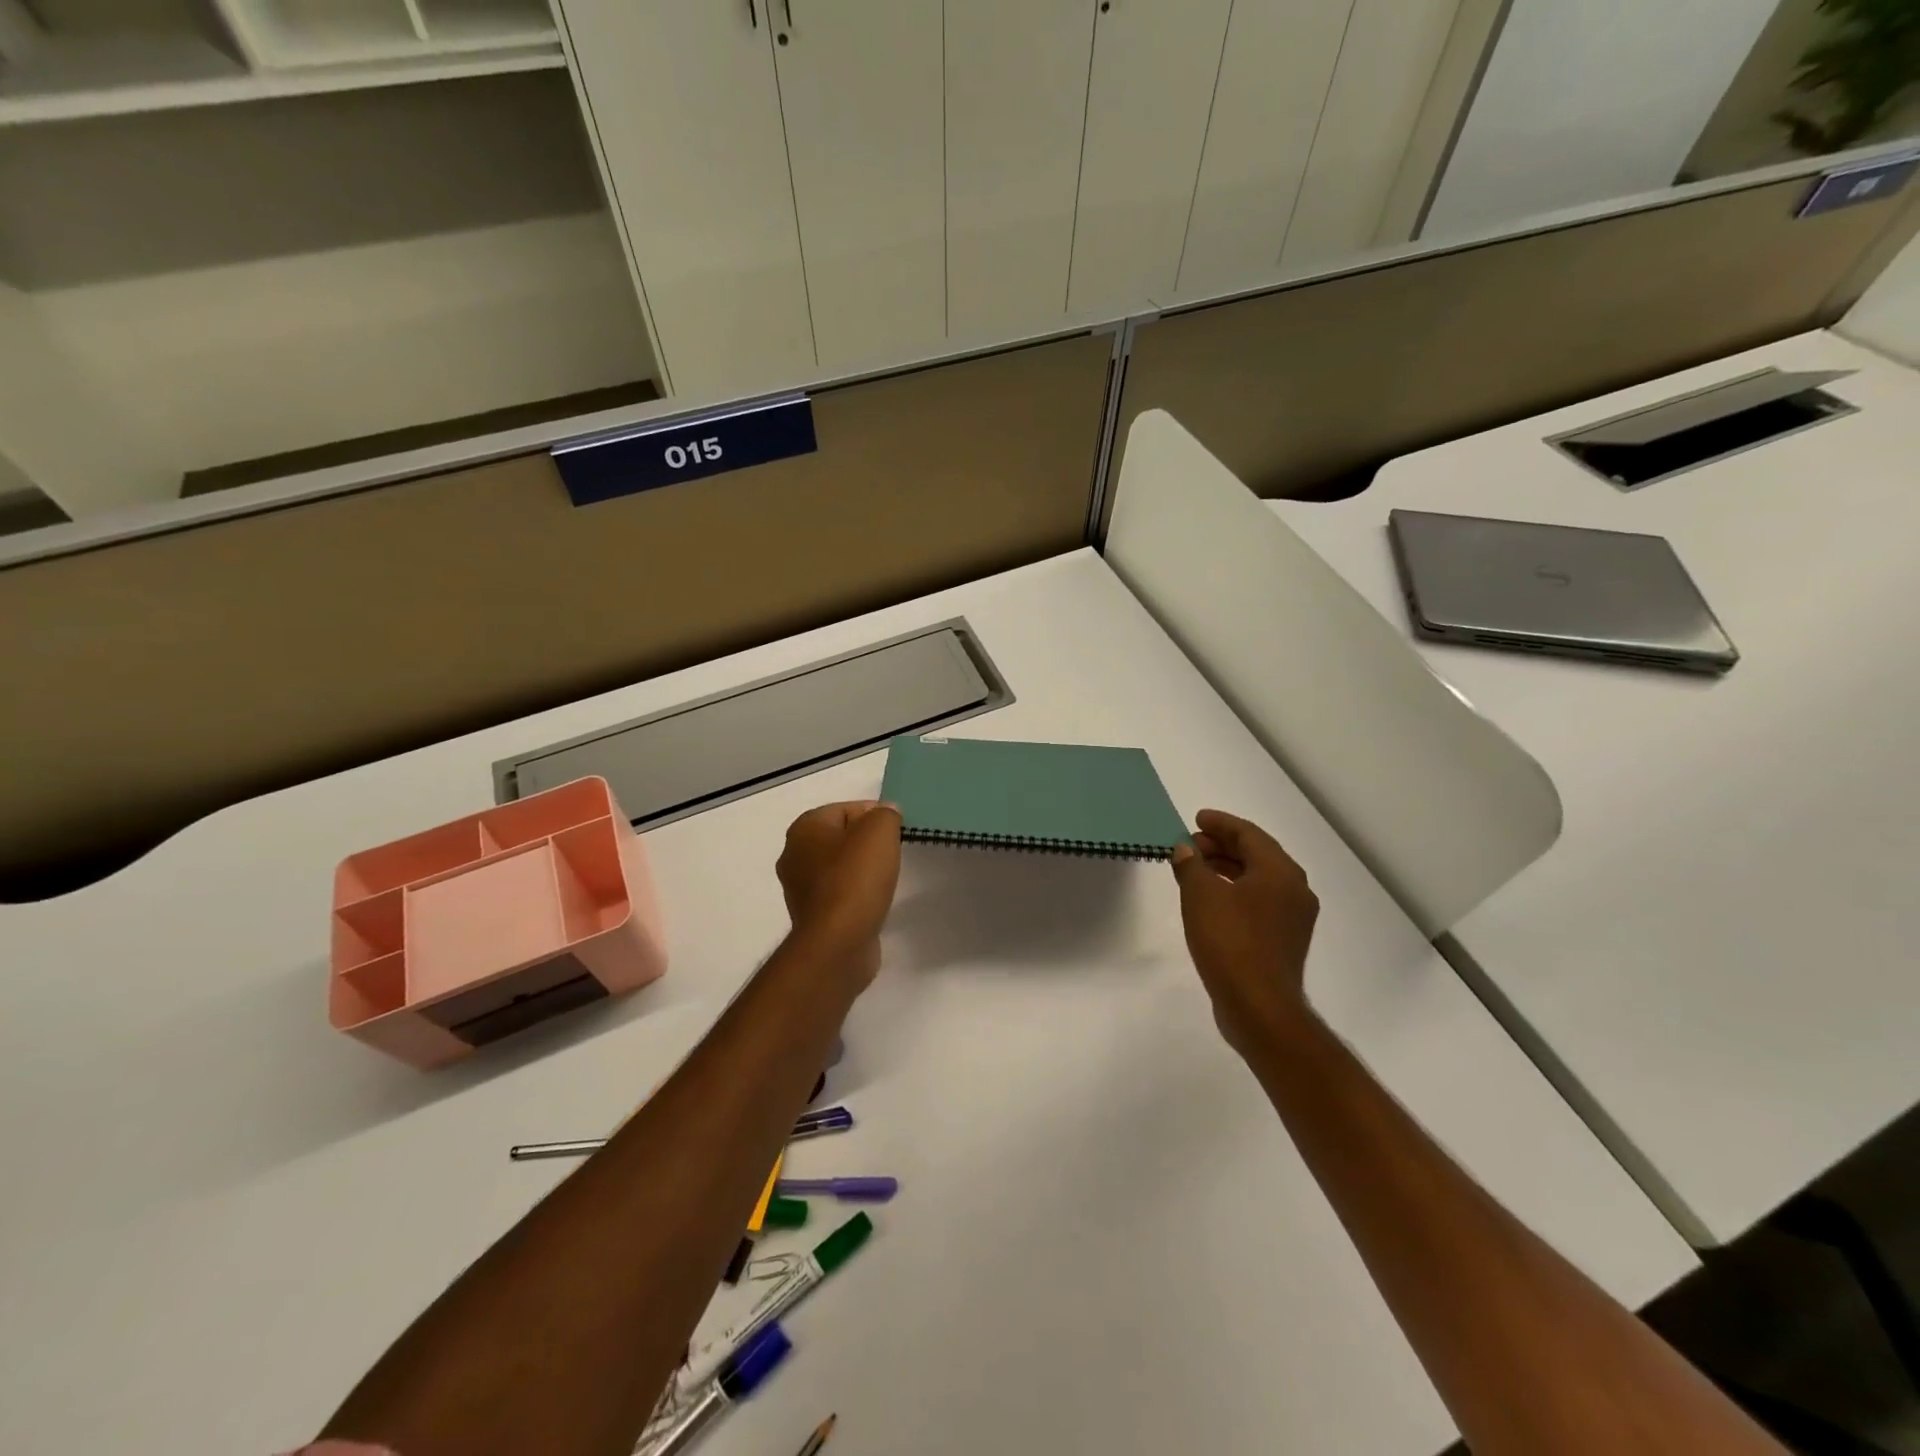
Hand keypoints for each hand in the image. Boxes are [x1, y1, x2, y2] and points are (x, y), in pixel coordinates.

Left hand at [776, 801, 902, 986]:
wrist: (838, 942)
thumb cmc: (855, 879)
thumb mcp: (879, 831)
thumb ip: (885, 814)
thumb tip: (886, 812)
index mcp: (804, 828)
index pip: (846, 808)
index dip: (875, 815)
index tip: (897, 831)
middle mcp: (794, 855)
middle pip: (841, 837)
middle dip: (868, 843)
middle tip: (893, 853)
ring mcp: (800, 888)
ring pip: (840, 867)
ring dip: (862, 870)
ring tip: (886, 879)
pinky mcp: (812, 916)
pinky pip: (839, 893)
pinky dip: (857, 894)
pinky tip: (873, 901)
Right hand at [1171, 810, 1319, 1056]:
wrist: (1259, 1006)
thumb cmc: (1230, 942)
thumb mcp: (1201, 896)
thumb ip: (1191, 865)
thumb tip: (1185, 849)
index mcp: (1280, 872)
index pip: (1249, 834)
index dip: (1221, 823)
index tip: (1196, 819)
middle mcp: (1294, 889)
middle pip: (1257, 855)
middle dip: (1223, 845)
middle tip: (1191, 844)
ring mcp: (1293, 917)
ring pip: (1258, 879)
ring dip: (1227, 868)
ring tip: (1195, 869)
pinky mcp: (1284, 940)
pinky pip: (1259, 901)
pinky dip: (1235, 891)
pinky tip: (1211, 900)